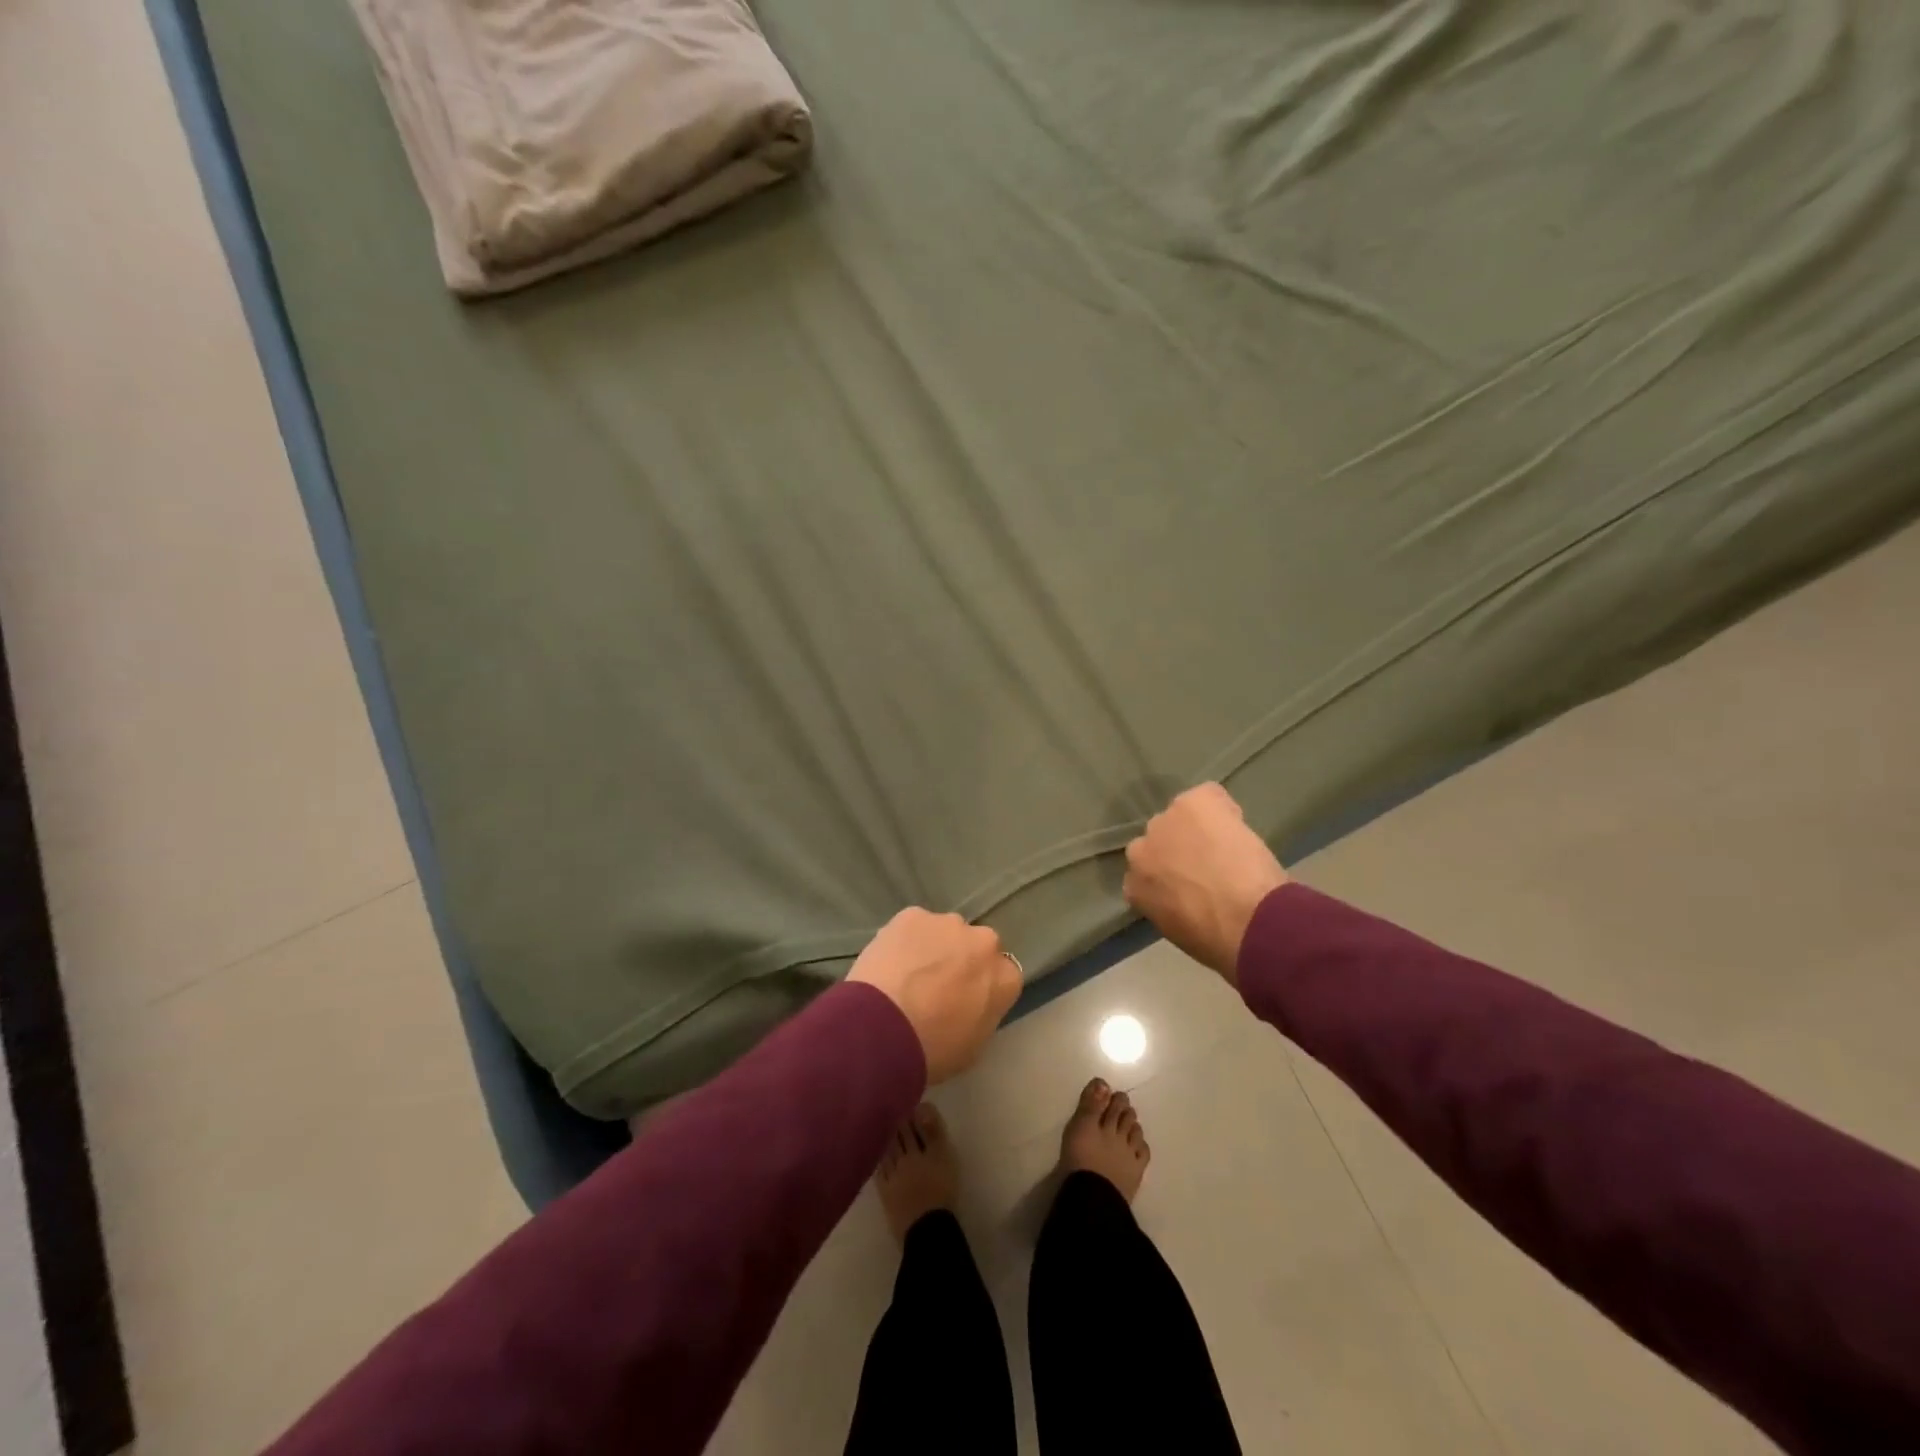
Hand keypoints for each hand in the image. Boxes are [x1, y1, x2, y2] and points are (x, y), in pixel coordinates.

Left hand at [848, 909, 1021, 1083]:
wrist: (883, 1029)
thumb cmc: (933, 1050)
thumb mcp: (973, 1046)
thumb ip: (981, 1015)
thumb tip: (970, 1004)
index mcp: (1005, 977)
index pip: (1002, 976)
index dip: (982, 987)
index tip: (964, 1001)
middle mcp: (984, 942)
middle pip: (976, 946)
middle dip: (961, 960)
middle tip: (935, 986)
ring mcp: (948, 923)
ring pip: (944, 932)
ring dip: (932, 947)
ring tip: (906, 975)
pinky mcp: (913, 914)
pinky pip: (913, 926)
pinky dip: (904, 940)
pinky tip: (887, 963)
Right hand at [1123, 783, 1288, 983]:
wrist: (1245, 920)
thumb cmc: (1216, 940)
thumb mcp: (1178, 929)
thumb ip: (1168, 903)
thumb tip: (1184, 895)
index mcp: (1134, 886)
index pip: (1147, 871)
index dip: (1171, 874)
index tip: (1191, 884)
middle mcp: (1140, 850)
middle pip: (1159, 839)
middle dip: (1180, 847)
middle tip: (1210, 864)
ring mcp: (1164, 822)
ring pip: (1182, 816)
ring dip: (1200, 828)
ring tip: (1228, 845)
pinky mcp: (1192, 802)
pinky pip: (1208, 796)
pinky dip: (1223, 808)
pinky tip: (1238, 827)